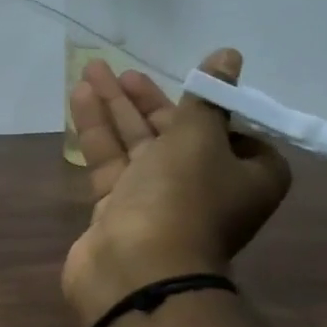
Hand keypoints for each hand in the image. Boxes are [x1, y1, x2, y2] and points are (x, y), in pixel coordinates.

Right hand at [62, 47, 291, 324]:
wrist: (136, 270)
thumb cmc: (181, 198)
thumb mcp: (199, 138)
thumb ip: (206, 97)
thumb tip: (228, 55)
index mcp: (246, 175)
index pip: (234, 131)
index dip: (210, 106)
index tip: (188, 84)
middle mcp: (206, 188)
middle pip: (176, 133)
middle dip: (146, 100)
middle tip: (119, 69)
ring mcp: (159, 201)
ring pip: (137, 145)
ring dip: (115, 108)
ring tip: (91, 69)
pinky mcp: (119, 209)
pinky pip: (110, 162)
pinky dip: (97, 131)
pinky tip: (79, 97)